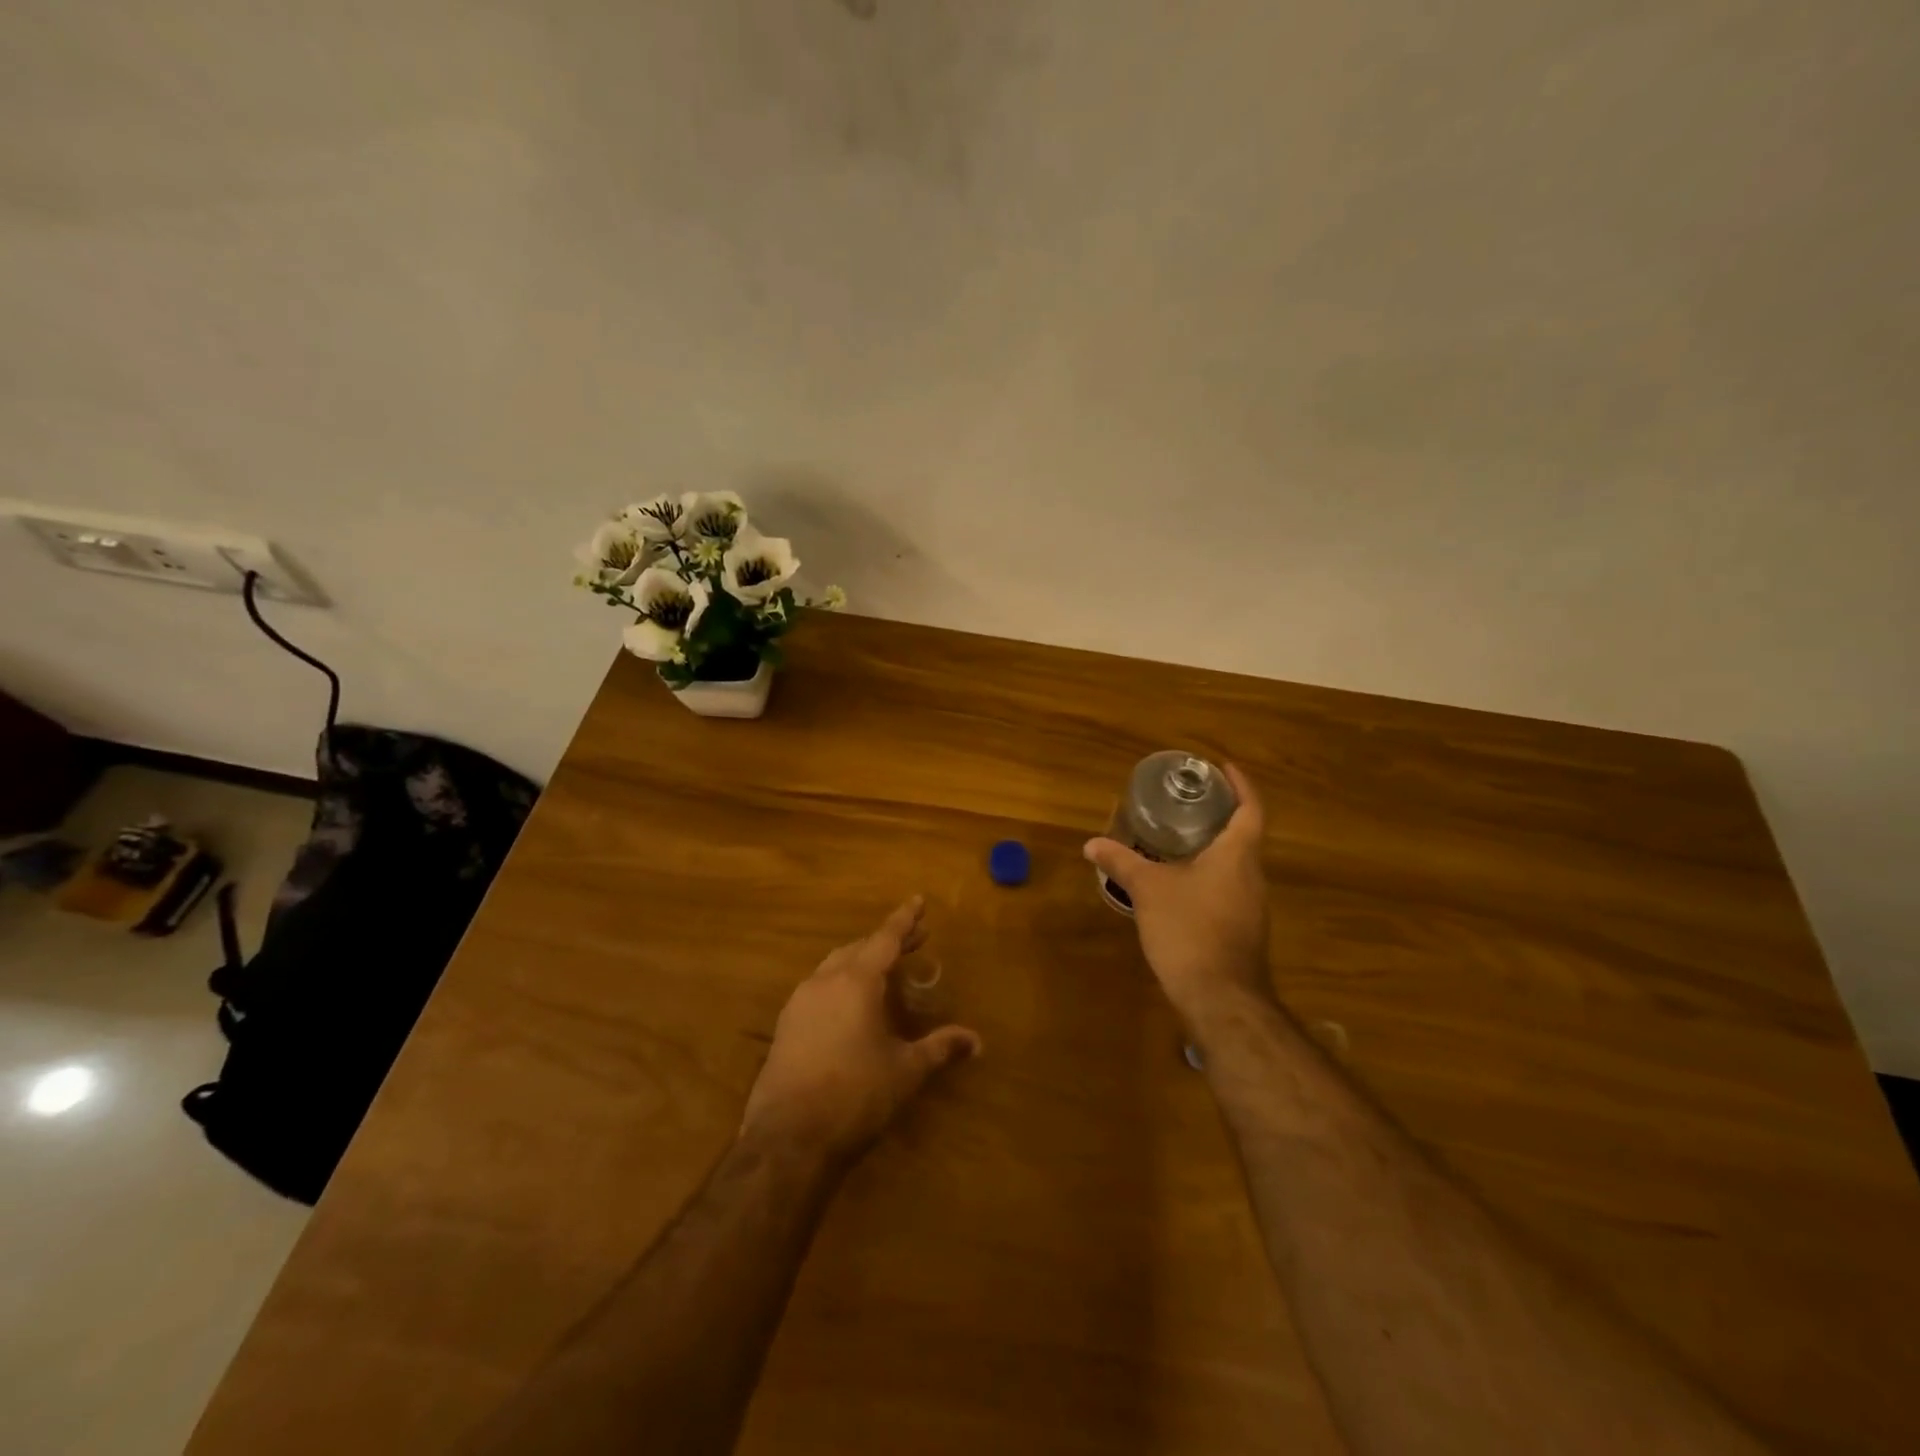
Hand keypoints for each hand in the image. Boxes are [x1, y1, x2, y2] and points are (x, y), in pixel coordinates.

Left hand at [741, 897, 981, 1161]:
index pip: (886, 938)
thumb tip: (977, 1041)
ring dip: (860, 960)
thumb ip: (940, 1048)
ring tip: (883, 971)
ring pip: (833, 966)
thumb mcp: (906, 1071)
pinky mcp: (785, 1026)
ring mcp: (799, 1003)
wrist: (788, 1139)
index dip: (905, 919)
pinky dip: (840, 983)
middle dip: (887, 942)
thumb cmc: (856, 1096)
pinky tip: (849, 1005)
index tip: (918, 899)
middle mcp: (825, 981)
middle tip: (913, 941)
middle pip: (859, 948)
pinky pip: (817, 988)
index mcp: (857, 981)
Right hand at [1083, 763, 1273, 1029]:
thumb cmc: (1189, 929)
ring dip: (1214, 847)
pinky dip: (1210, 875)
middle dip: (1220, 815)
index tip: (1223, 768)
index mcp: (1238, 854)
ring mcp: (1252, 906)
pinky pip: (1229, 889)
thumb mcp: (1148, 889)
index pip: (1251, 808)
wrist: (1219, 996)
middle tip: (1189, 801)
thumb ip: (1121, 862)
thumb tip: (1091, 843)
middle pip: (1244, 835)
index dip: (1241, 785)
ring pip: (1236, 864)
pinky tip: (1181, 883)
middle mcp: (1253, 875)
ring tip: (1180, 837)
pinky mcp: (1243, 929)